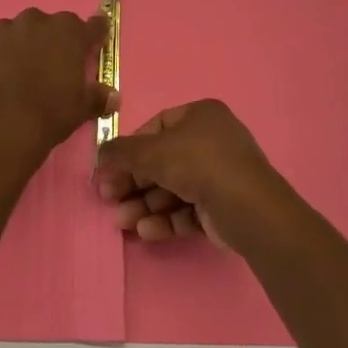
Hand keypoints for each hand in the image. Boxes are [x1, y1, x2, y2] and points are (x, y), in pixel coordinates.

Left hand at [0, 8, 113, 160]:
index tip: (92, 48)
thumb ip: (98, 97)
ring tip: (10, 69)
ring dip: (16, 41)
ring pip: (15, 27)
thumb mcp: (81, 109)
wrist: (2, 126)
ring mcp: (5, 26)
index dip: (94, 37)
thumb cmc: (50, 116)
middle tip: (46, 68)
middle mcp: (39, 20)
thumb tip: (113, 97)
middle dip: (49, 41)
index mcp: (70, 33)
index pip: (93, 26)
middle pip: (49, 24)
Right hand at [95, 99, 289, 252]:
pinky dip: (165, 219)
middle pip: (162, 161)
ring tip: (122, 222)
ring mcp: (220, 175)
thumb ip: (121, 152)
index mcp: (200, 116)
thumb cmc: (197, 164)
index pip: (156, 127)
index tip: (110, 168)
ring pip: (173, 189)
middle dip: (133, 182)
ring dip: (144, 204)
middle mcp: (212, 141)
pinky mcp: (222, 207)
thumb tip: (100, 155)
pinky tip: (146, 231)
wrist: (247, 207)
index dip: (131, 148)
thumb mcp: (152, 152)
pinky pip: (187, 209)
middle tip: (109, 199)